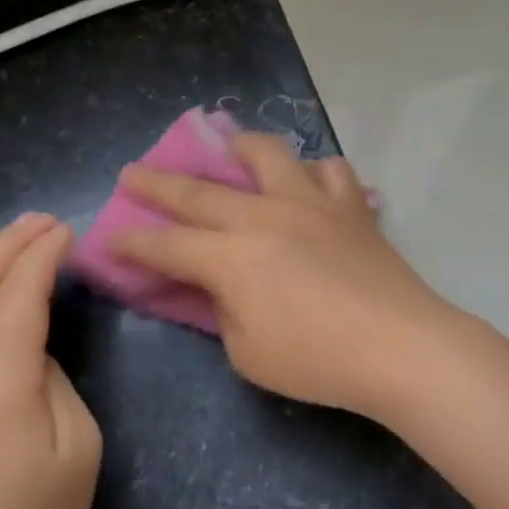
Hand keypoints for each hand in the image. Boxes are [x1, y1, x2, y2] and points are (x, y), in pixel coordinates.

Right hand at [108, 133, 456, 418]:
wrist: (399, 345)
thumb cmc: (318, 360)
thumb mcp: (248, 353)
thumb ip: (223, 312)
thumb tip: (220, 286)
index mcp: (231, 257)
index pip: (167, 245)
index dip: (132, 243)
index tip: (109, 237)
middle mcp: (264, 216)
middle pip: (199, 191)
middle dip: (157, 181)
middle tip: (132, 171)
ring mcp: (311, 203)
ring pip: (269, 154)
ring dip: (240, 148)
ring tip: (231, 150)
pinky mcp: (351, 207)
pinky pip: (331, 171)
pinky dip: (315, 172)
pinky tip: (310, 183)